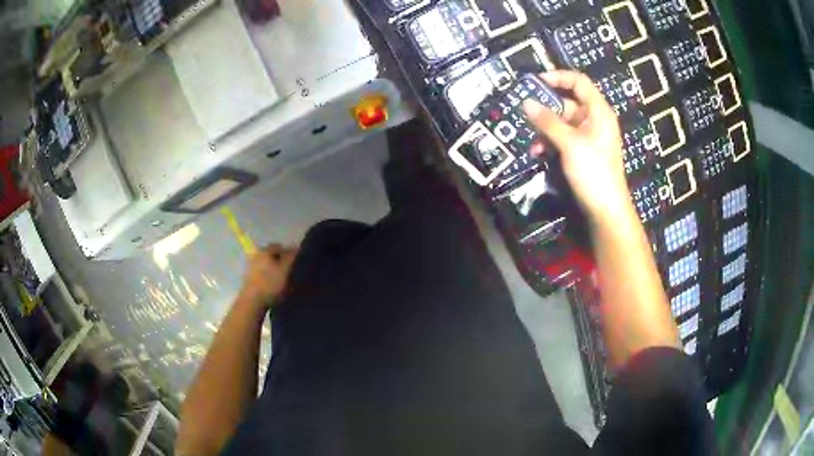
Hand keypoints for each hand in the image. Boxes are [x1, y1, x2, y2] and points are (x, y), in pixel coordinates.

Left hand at [239, 244, 297, 308]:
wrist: (252, 302)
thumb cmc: (270, 283)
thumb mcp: (285, 269)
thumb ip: (291, 257)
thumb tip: (296, 248)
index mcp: (265, 250)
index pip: (280, 247)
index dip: (290, 253)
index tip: (297, 263)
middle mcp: (256, 255)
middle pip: (272, 256)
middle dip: (281, 262)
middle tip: (291, 272)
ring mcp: (251, 267)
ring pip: (267, 266)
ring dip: (275, 271)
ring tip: (284, 281)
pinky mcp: (249, 279)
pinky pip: (262, 275)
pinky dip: (269, 279)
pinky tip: (274, 287)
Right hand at [522, 70, 632, 220]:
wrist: (605, 209)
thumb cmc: (594, 171)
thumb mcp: (569, 143)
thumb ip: (547, 121)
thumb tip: (526, 102)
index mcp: (598, 111)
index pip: (578, 81)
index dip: (558, 77)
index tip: (535, 82)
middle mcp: (594, 119)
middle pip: (567, 101)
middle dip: (546, 107)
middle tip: (524, 110)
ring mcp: (588, 136)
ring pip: (562, 121)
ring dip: (545, 128)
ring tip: (530, 138)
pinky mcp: (581, 151)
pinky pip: (563, 137)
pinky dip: (550, 141)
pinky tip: (538, 151)